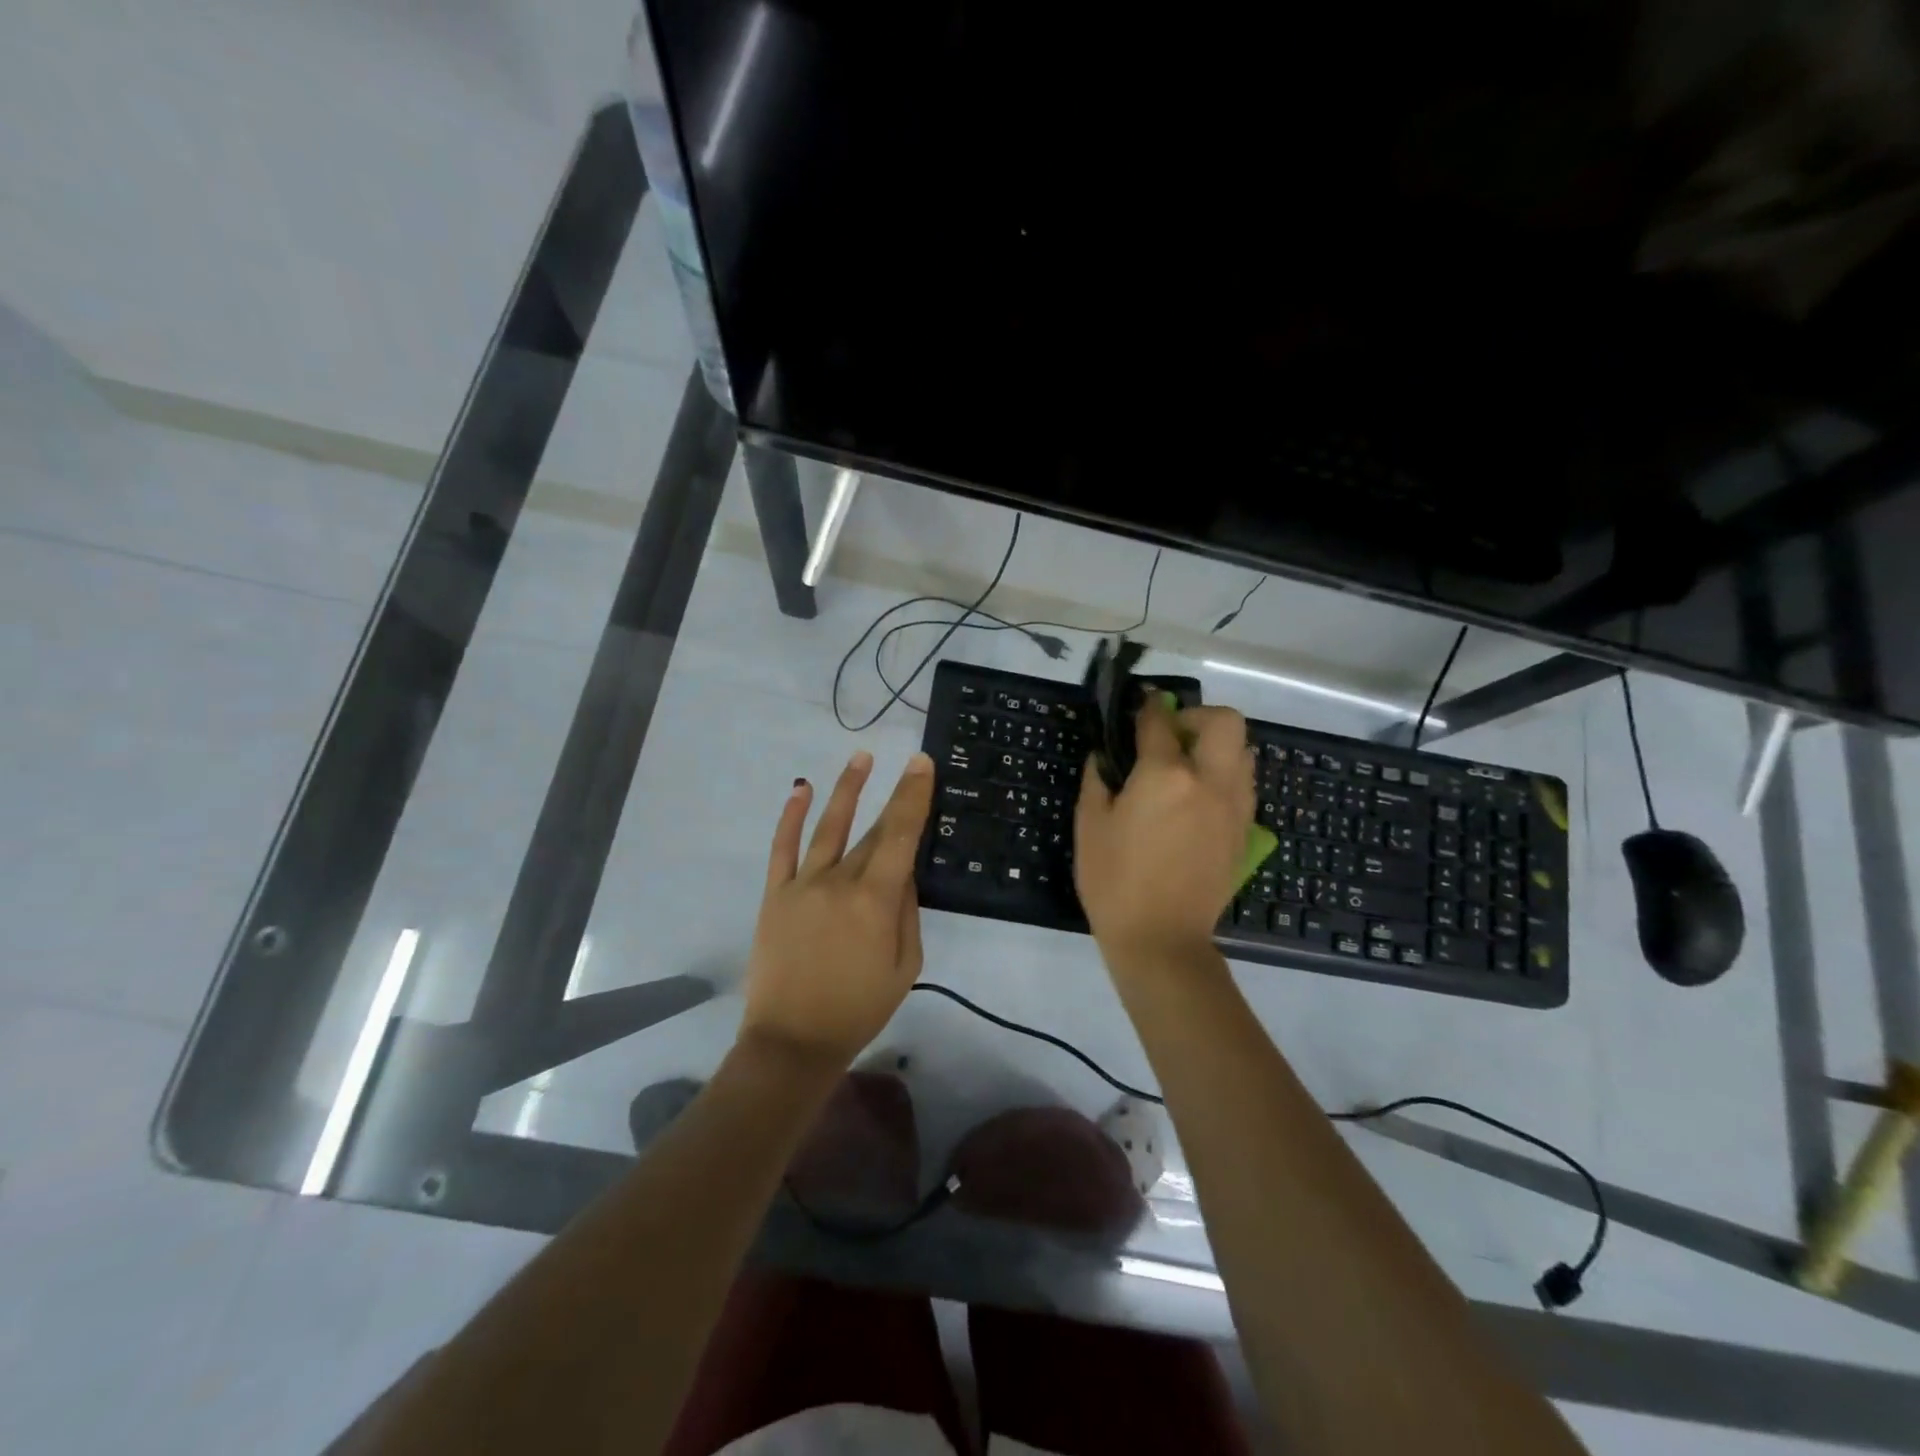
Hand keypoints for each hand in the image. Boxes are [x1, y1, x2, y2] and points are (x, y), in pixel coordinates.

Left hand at [740, 750, 934, 1070]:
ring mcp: (803, 884)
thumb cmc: (859, 1008)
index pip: (900, 836)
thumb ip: (907, 913)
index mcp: (875, 901)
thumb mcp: (905, 966)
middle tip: (908, 764)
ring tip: (860, 757)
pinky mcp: (776, 894)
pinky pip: (783, 848)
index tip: (922, 764)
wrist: (793, 1040)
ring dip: (846, 789)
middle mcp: (839, 881)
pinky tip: (801, 789)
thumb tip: (904, 874)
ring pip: (828, 826)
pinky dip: (791, 816)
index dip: (913, 797)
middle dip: (894, 796)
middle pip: (872, 831)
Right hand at [1074, 698, 1254, 958]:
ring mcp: (1233, 806)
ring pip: (1243, 751)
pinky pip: (1244, 783)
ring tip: (1187, 766)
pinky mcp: (1243, 830)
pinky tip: (1199, 797)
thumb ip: (1098, 780)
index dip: (1147, 706)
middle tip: (1172, 736)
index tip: (1140, 703)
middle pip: (1224, 721)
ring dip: (1217, 745)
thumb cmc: (1114, 881)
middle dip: (1197, 716)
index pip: (1160, 722)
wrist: (1161, 939)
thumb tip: (1103, 756)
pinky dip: (1226, 774)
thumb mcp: (1090, 826)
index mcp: (1165, 776)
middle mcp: (1209, 781)